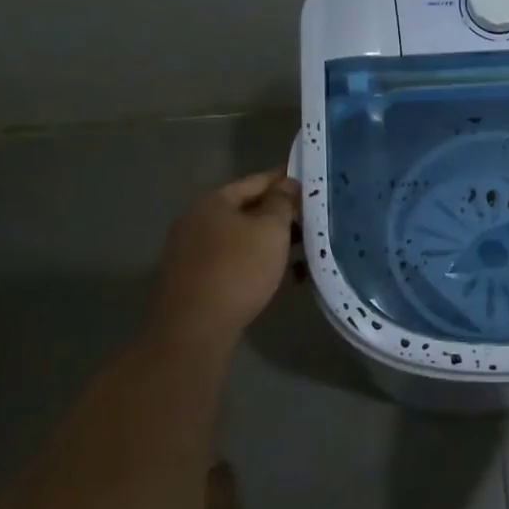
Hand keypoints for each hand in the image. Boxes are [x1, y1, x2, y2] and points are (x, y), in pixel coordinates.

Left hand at [150, 171, 300, 345]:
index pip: (257, 181)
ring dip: (273, 241)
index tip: (312, 184)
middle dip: (282, 214)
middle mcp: (198, 221)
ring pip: (243, 237)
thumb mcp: (271, 229)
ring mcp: (193, 251)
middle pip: (248, 209)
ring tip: (307, 249)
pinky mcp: (197, 279)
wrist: (195, 328)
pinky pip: (235, 260)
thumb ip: (282, 202)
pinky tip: (285, 275)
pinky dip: (259, 262)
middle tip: (315, 220)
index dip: (286, 180)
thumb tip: (287, 184)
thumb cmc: (238, 269)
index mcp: (213, 202)